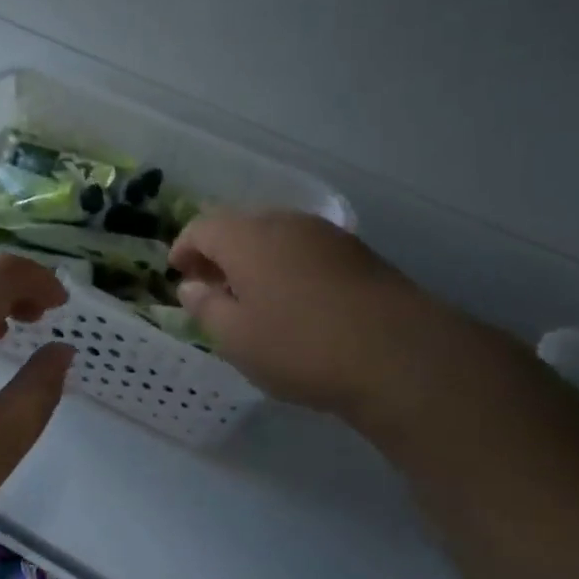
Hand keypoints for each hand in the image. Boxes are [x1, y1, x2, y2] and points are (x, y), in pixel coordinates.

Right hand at [170, 210, 465, 425]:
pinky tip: (294, 302)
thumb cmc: (300, 346)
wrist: (399, 356)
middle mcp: (285, 223)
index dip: (184, 249)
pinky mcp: (358, 254)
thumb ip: (206, 307)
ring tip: (251, 297)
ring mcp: (327, 235)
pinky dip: (287, 267)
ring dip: (255, 260)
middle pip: (240, 226)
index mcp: (247, 236)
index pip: (202, 227)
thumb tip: (192, 287)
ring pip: (276, 237)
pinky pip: (306, 251)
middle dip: (219, 253)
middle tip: (211, 287)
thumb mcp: (236, 337)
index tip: (179, 274)